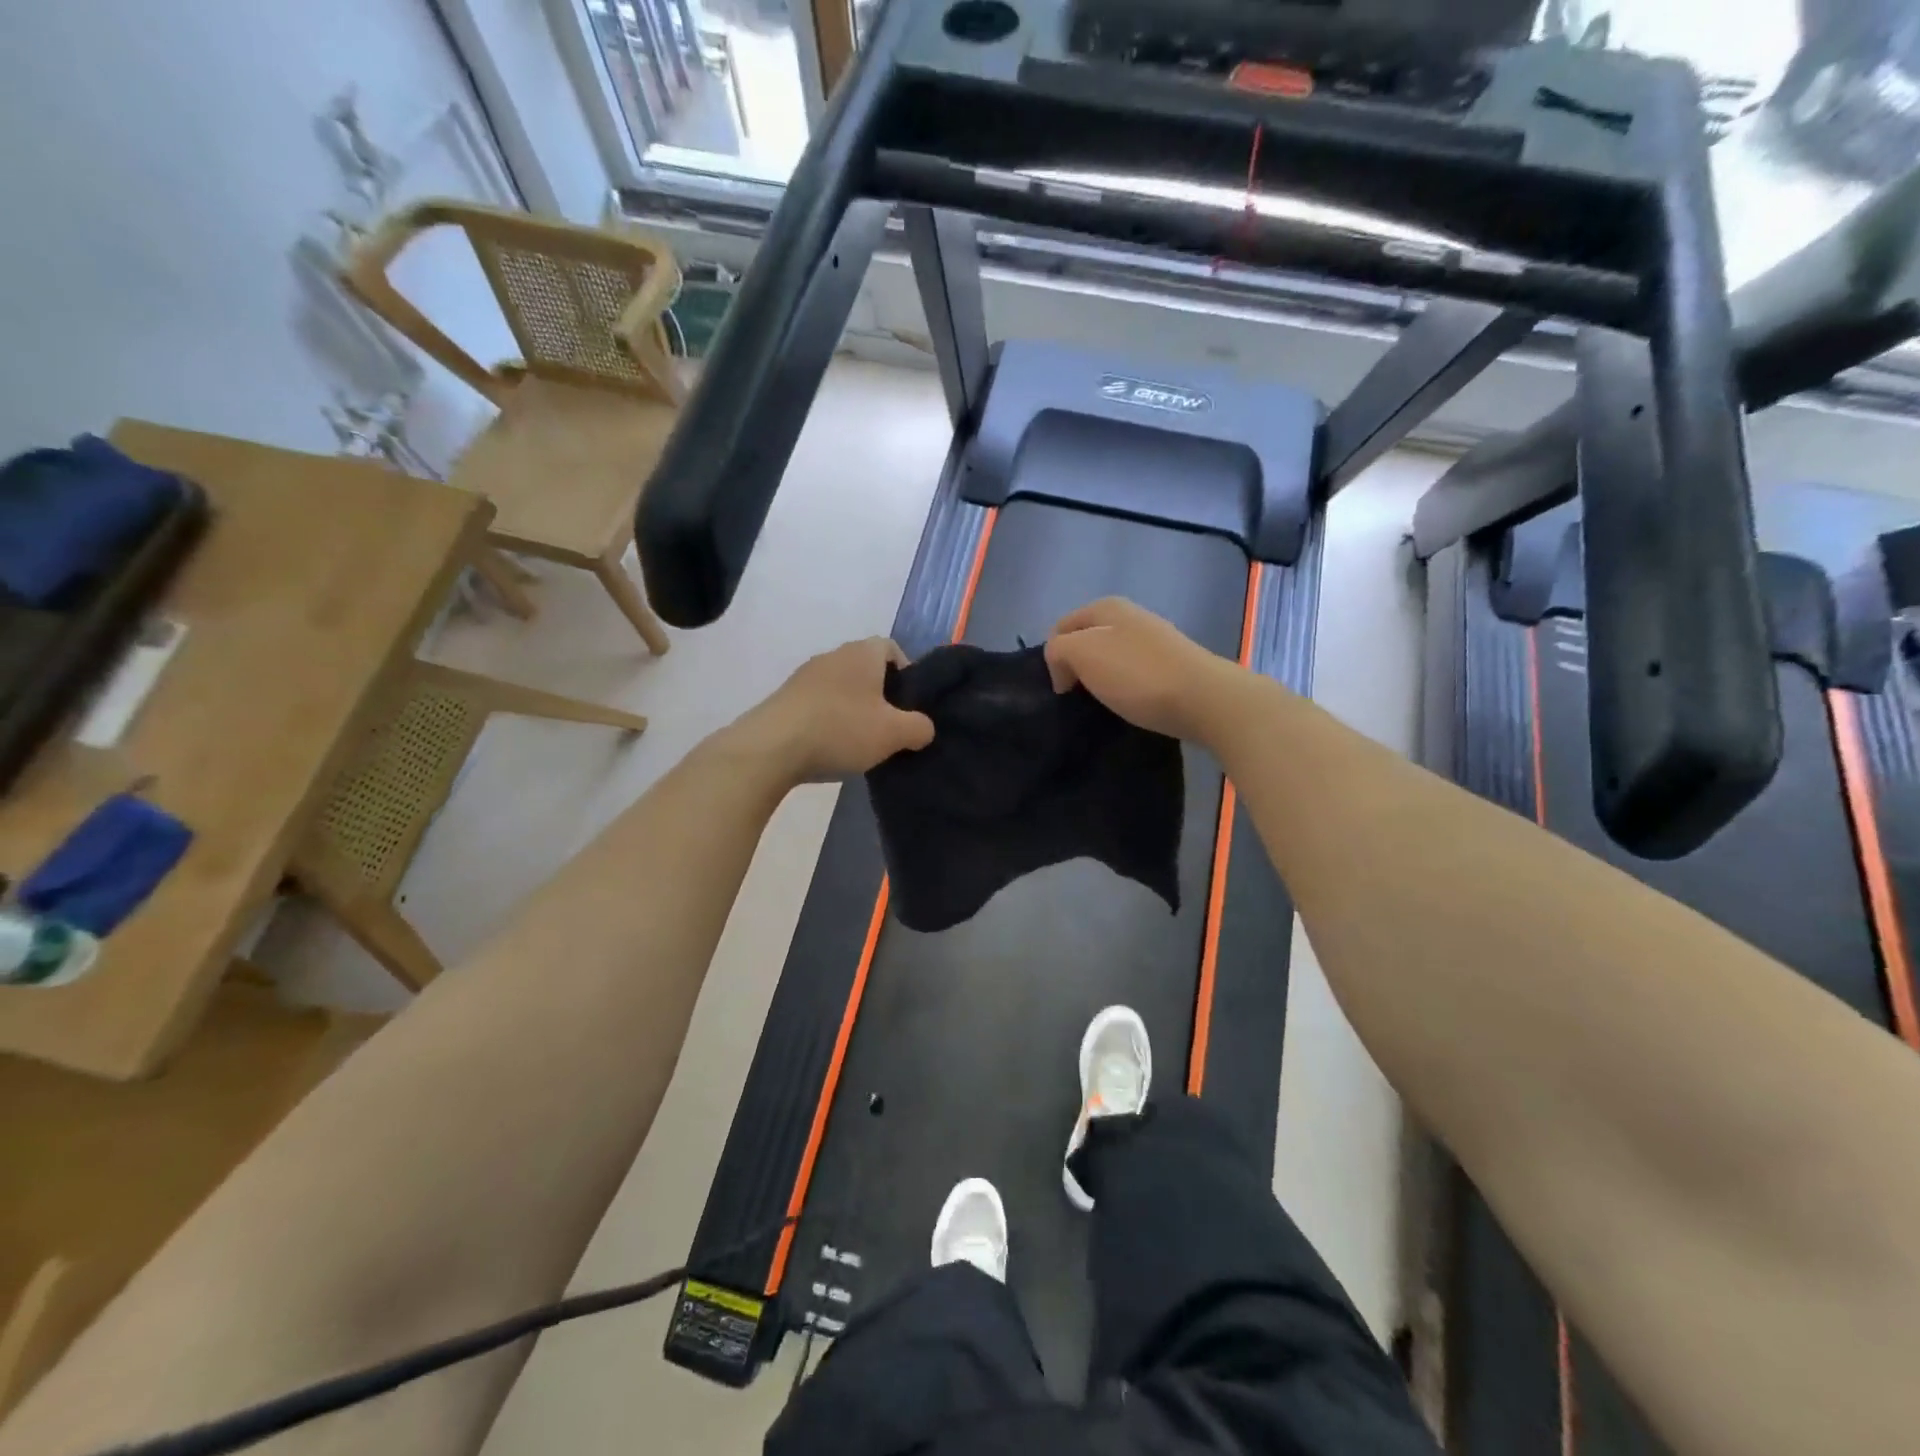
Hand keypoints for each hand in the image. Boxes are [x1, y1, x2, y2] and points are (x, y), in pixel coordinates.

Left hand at [732, 637, 934, 783]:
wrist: (771, 747)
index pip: (892, 648)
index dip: (907, 673)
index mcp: (862, 653)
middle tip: (890, 727)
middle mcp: (833, 656)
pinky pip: (819, 704)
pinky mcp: (785, 698)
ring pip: (842, 687)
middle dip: (881, 695)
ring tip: (861, 742)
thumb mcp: (894, 734)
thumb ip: (919, 727)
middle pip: (866, 669)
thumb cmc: (841, 730)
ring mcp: (805, 676)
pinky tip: (831, 747)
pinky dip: (830, 720)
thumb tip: (923, 728)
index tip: (911, 705)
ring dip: (854, 709)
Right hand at [1043, 597, 1242, 742]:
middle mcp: (1130, 617)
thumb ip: (1058, 650)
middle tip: (1078, 699)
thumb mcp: (1082, 653)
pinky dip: (1125, 691)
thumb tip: (1064, 669)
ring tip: (1103, 706)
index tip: (1062, 689)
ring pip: (1110, 660)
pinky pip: (1133, 676)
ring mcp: (1154, 642)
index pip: (1060, 627)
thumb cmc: (1137, 674)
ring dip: (1101, 682)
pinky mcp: (1170, 667)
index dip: (1052, 658)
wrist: (1204, 700)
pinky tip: (1129, 706)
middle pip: (1086, 642)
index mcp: (1106, 606)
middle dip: (1077, 668)